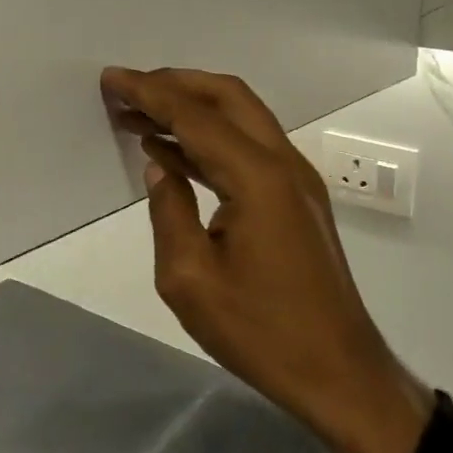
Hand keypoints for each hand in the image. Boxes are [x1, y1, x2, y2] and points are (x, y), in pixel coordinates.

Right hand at [101, 67, 427, 452]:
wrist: (340, 374)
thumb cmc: (262, 333)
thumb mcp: (191, 280)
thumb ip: (169, 211)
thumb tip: (160, 166)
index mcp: (257, 177)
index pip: (194, 116)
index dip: (149, 92)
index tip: (111, 78)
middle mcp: (283, 163)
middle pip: (227, 97)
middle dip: (175, 84)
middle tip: (129, 88)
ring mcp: (296, 179)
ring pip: (242, 118)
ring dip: (193, 109)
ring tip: (141, 115)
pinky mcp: (298, 199)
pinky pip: (249, 147)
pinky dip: (210, 139)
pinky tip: (174, 153)